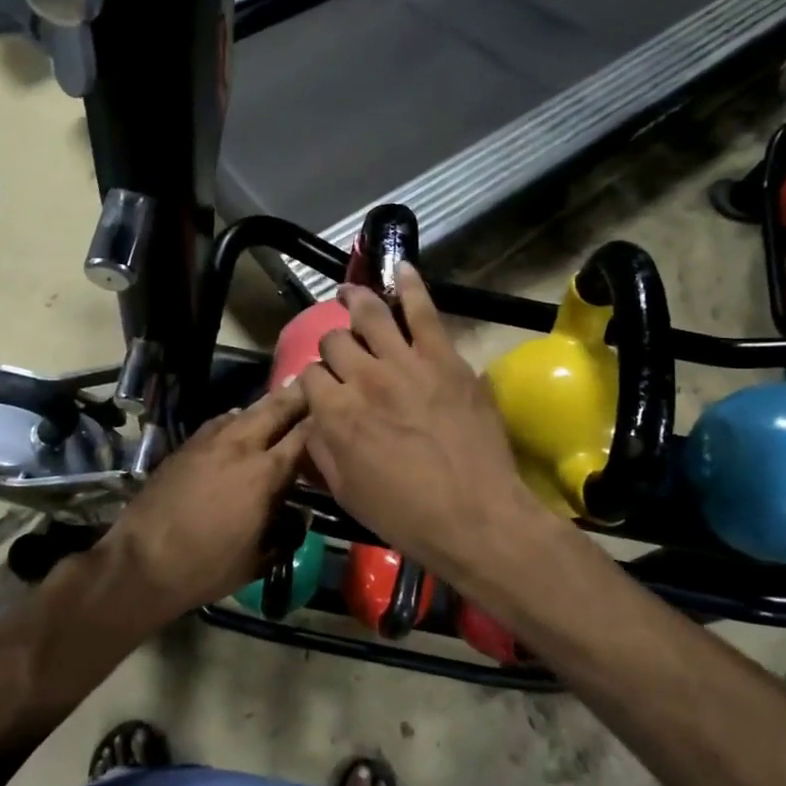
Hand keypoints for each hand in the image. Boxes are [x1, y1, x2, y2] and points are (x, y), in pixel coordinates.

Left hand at [102, 384, 309, 617]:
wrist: (143, 560)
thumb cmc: (208, 566)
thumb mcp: (259, 560)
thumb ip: (288, 536)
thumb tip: (302, 517)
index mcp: (266, 473)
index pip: (303, 435)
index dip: (322, 420)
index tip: (335, 412)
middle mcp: (241, 446)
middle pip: (276, 408)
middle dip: (298, 396)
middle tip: (315, 384)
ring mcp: (210, 441)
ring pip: (246, 410)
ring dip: (268, 404)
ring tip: (283, 398)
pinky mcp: (187, 445)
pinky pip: (221, 422)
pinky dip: (238, 418)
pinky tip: (241, 423)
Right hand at [298, 265, 548, 588]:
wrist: (475, 516)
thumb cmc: (405, 513)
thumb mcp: (344, 490)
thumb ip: (320, 448)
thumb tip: (312, 417)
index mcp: (335, 412)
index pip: (310, 375)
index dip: (313, 381)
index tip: (322, 389)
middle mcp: (363, 378)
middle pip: (335, 341)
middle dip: (333, 346)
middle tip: (343, 355)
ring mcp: (405, 362)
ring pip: (369, 314)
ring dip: (354, 300)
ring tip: (348, 293)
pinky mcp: (444, 358)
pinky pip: (423, 311)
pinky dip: (410, 285)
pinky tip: (401, 269)